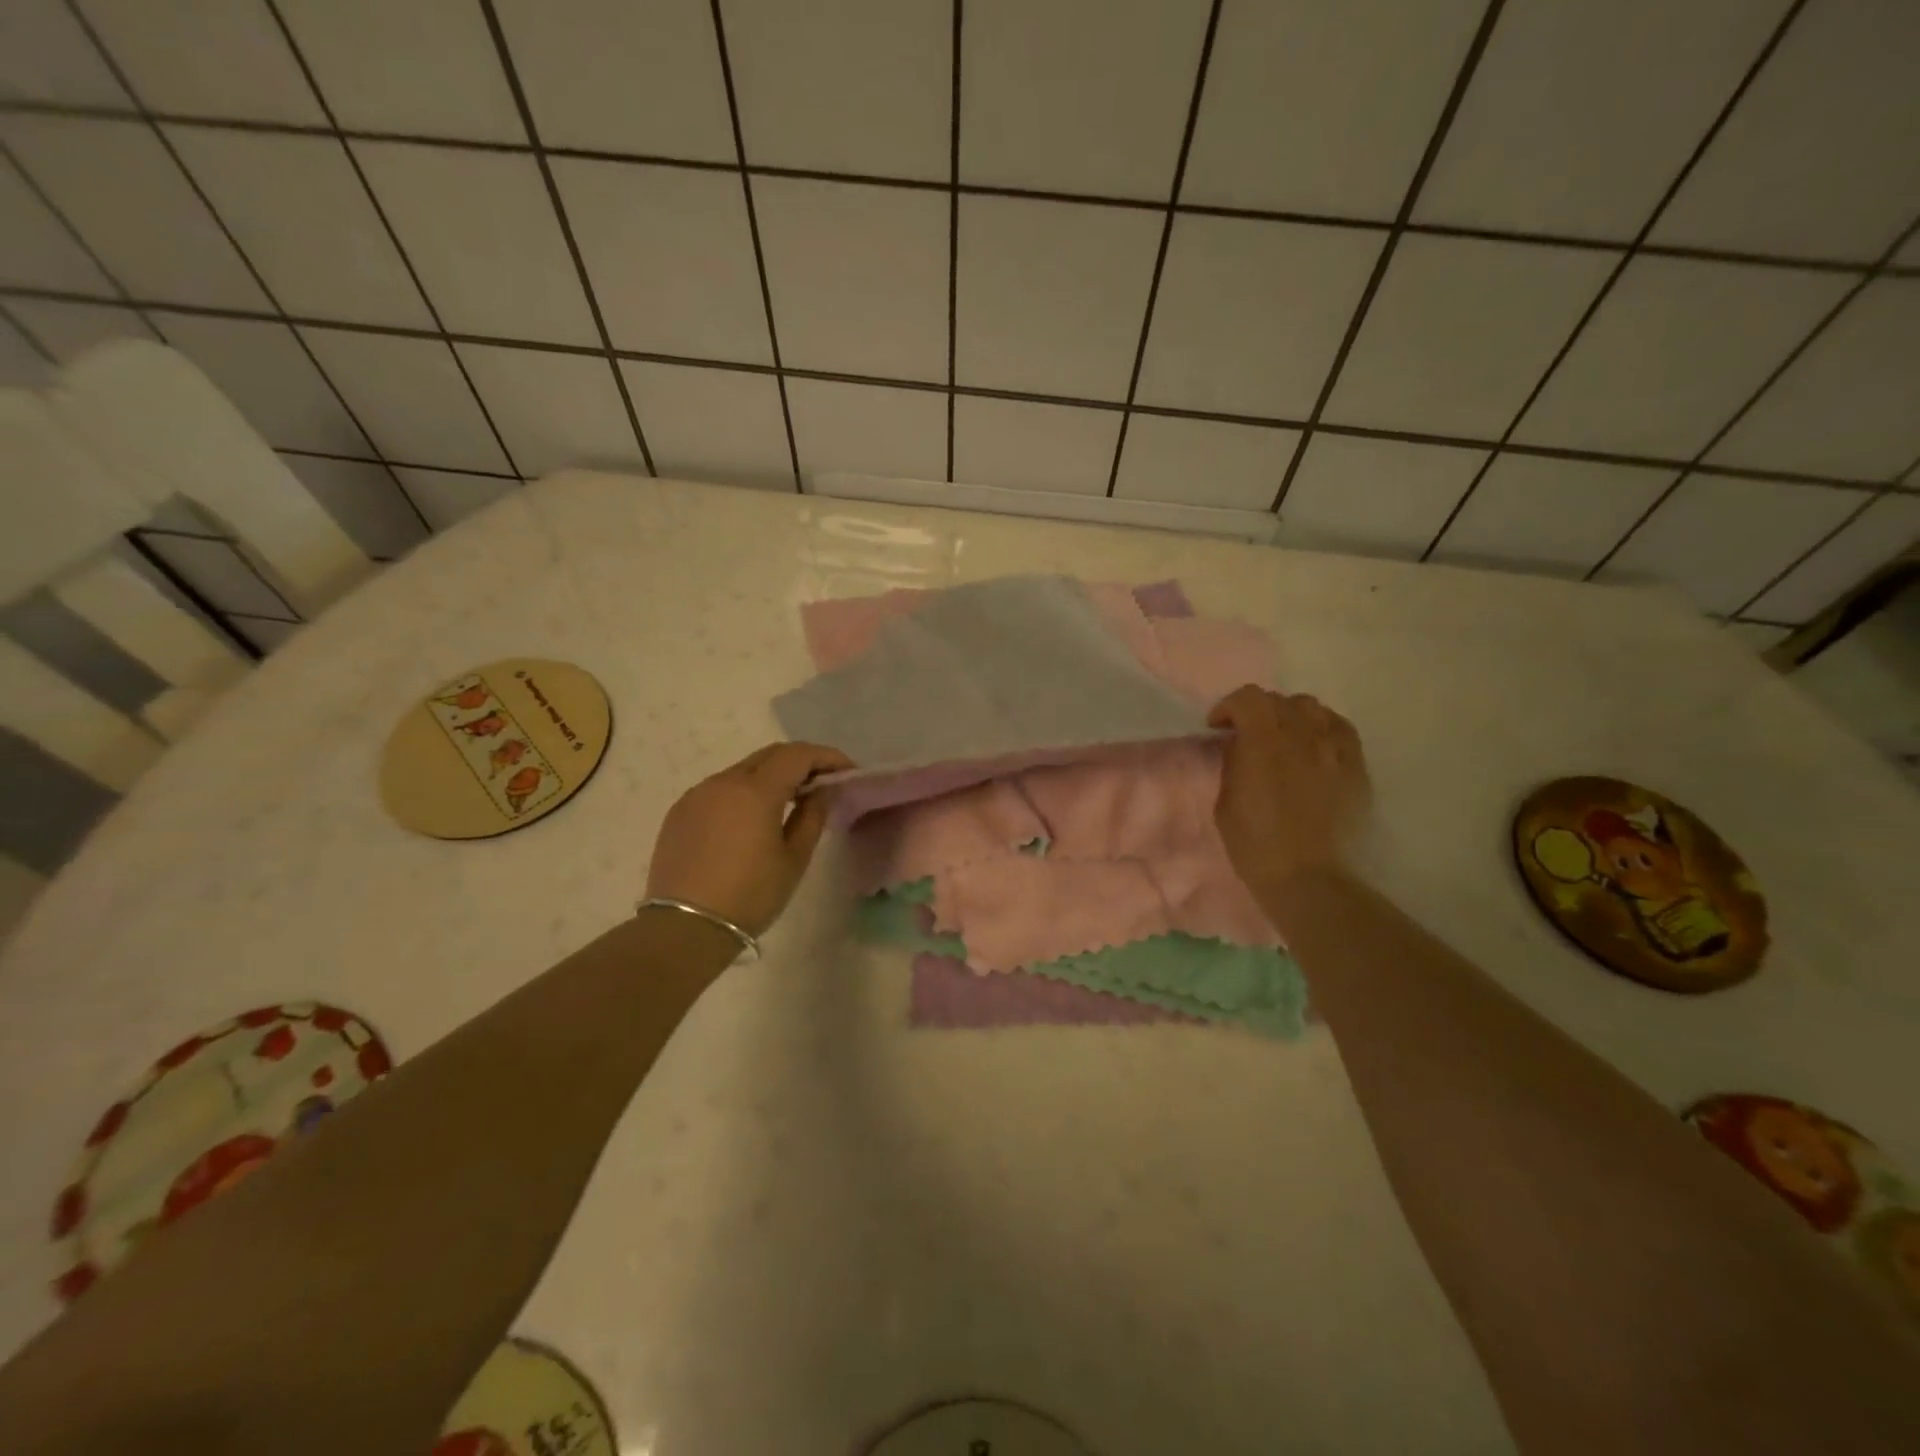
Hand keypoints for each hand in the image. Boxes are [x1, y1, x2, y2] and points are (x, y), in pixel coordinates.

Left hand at [645, 742, 852, 936]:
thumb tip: (820, 791)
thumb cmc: (750, 895)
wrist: (685, 928)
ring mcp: (697, 794)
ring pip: (742, 770)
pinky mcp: (680, 812)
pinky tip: (752, 818)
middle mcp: (724, 782)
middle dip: (800, 762)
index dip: (827, 757)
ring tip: (790, 801)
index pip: (798, 755)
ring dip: (771, 776)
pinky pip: (720, 789)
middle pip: (769, 755)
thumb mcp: (793, 859)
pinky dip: (744, 792)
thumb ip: (812, 816)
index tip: (847, 771)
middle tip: (822, 782)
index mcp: (755, 790)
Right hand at [1208, 686, 1368, 892]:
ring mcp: (1333, 749)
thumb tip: (1239, 747)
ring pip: (1312, 708)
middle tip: (1247, 735)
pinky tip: (1314, 746)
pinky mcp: (1356, 766)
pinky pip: (1340, 729)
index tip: (1218, 728)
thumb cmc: (1255, 844)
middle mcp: (1301, 735)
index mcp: (1263, 742)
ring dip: (1291, 715)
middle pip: (1278, 700)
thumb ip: (1233, 763)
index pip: (1247, 698)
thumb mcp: (1226, 801)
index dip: (1228, 707)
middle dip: (1257, 711)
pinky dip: (1322, 728)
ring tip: (1284, 737)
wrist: (1308, 877)